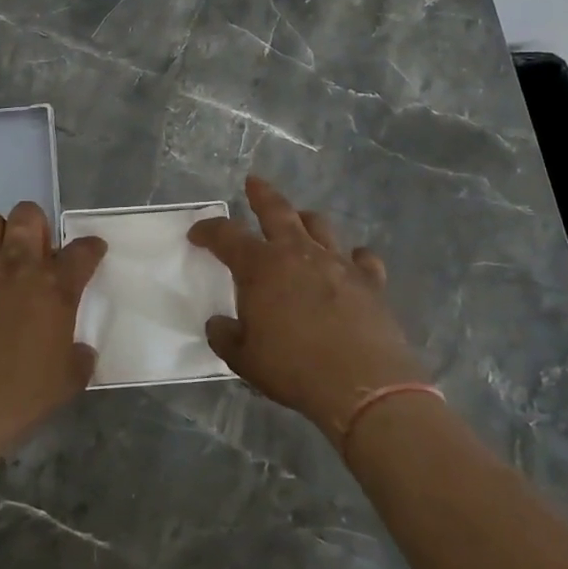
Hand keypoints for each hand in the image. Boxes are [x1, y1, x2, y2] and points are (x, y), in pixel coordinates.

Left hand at [0, 202, 105, 452]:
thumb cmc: (21, 395)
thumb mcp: (68, 381)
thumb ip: (79, 357)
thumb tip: (80, 350)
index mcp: (55, 285)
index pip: (83, 250)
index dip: (91, 248)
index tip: (93, 251)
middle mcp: (16, 265)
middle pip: (28, 215)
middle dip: (36, 225)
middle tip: (37, 250)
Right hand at [189, 176, 425, 441]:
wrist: (363, 385)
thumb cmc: (294, 369)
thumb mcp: (244, 360)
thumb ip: (226, 336)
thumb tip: (218, 323)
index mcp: (261, 267)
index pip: (226, 235)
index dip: (208, 231)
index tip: (197, 233)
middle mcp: (298, 253)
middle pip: (277, 211)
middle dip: (262, 194)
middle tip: (253, 183)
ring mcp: (338, 263)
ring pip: (319, 225)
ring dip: (306, 220)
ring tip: (300, 221)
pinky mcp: (370, 281)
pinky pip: (362, 258)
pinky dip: (353, 257)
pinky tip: (351, 263)